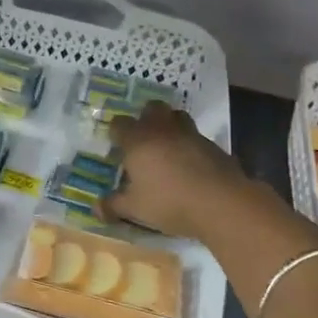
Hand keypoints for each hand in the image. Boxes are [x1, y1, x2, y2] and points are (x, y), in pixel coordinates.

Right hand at [106, 102, 252, 239]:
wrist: (221, 203)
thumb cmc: (169, 201)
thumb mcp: (135, 208)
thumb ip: (114, 206)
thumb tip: (96, 209)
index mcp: (138, 140)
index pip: (119, 124)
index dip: (116, 132)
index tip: (116, 145)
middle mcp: (163, 130)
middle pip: (152, 108)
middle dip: (146, 118)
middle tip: (143, 139)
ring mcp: (191, 135)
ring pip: (178, 117)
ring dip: (170, 126)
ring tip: (168, 147)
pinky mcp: (214, 146)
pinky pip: (197, 138)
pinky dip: (191, 146)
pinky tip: (191, 166)